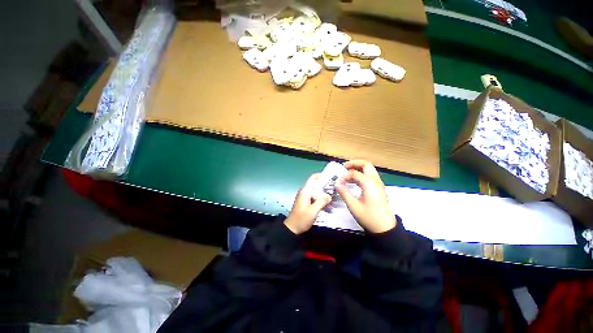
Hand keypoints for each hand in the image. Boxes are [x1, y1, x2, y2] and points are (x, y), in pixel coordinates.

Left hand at [284, 174, 331, 234]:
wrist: (292, 229)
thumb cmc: (302, 219)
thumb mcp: (313, 211)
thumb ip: (321, 201)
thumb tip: (329, 196)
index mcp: (305, 191)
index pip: (313, 178)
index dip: (321, 176)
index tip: (331, 177)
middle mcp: (305, 192)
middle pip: (316, 186)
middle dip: (326, 188)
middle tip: (335, 192)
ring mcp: (305, 198)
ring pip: (317, 193)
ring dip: (324, 196)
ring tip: (333, 200)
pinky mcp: (306, 203)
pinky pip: (315, 198)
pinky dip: (321, 200)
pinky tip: (327, 206)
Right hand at [335, 160, 395, 232]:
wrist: (385, 228)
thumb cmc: (369, 217)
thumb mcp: (353, 206)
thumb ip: (344, 193)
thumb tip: (336, 184)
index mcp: (369, 183)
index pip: (354, 173)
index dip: (344, 176)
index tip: (338, 183)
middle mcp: (375, 181)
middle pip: (366, 164)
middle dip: (354, 163)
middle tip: (344, 167)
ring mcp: (378, 184)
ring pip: (369, 169)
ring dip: (359, 168)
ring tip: (348, 172)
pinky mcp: (379, 188)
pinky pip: (370, 176)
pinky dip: (362, 174)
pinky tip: (355, 181)